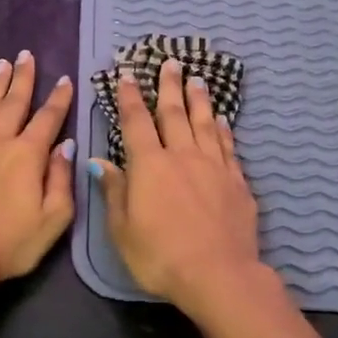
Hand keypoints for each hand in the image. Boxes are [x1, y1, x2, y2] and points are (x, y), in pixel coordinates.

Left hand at [0, 51, 74, 291]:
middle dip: (23, 79)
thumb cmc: (10, 244)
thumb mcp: (53, 219)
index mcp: (28, 155)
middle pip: (14, 103)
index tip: (65, 79)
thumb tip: (66, 146)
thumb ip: (62, 179)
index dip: (59, 99)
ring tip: (3, 63)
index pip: (48, 120)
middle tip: (27, 55)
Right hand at [90, 58, 266, 314]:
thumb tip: (100, 161)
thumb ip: (114, 191)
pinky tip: (221, 119)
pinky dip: (222, 129)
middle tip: (170, 62)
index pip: (136, 123)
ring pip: (204, 123)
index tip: (127, 75)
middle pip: (174, 114)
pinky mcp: (237, 182)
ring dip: (199, 99)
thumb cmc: (160, 257)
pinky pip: (227, 146)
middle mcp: (182, 156)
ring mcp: (214, 167)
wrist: (218, 275)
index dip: (130, 97)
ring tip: (197, 78)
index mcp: (149, 166)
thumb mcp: (122, 229)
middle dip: (169, 86)